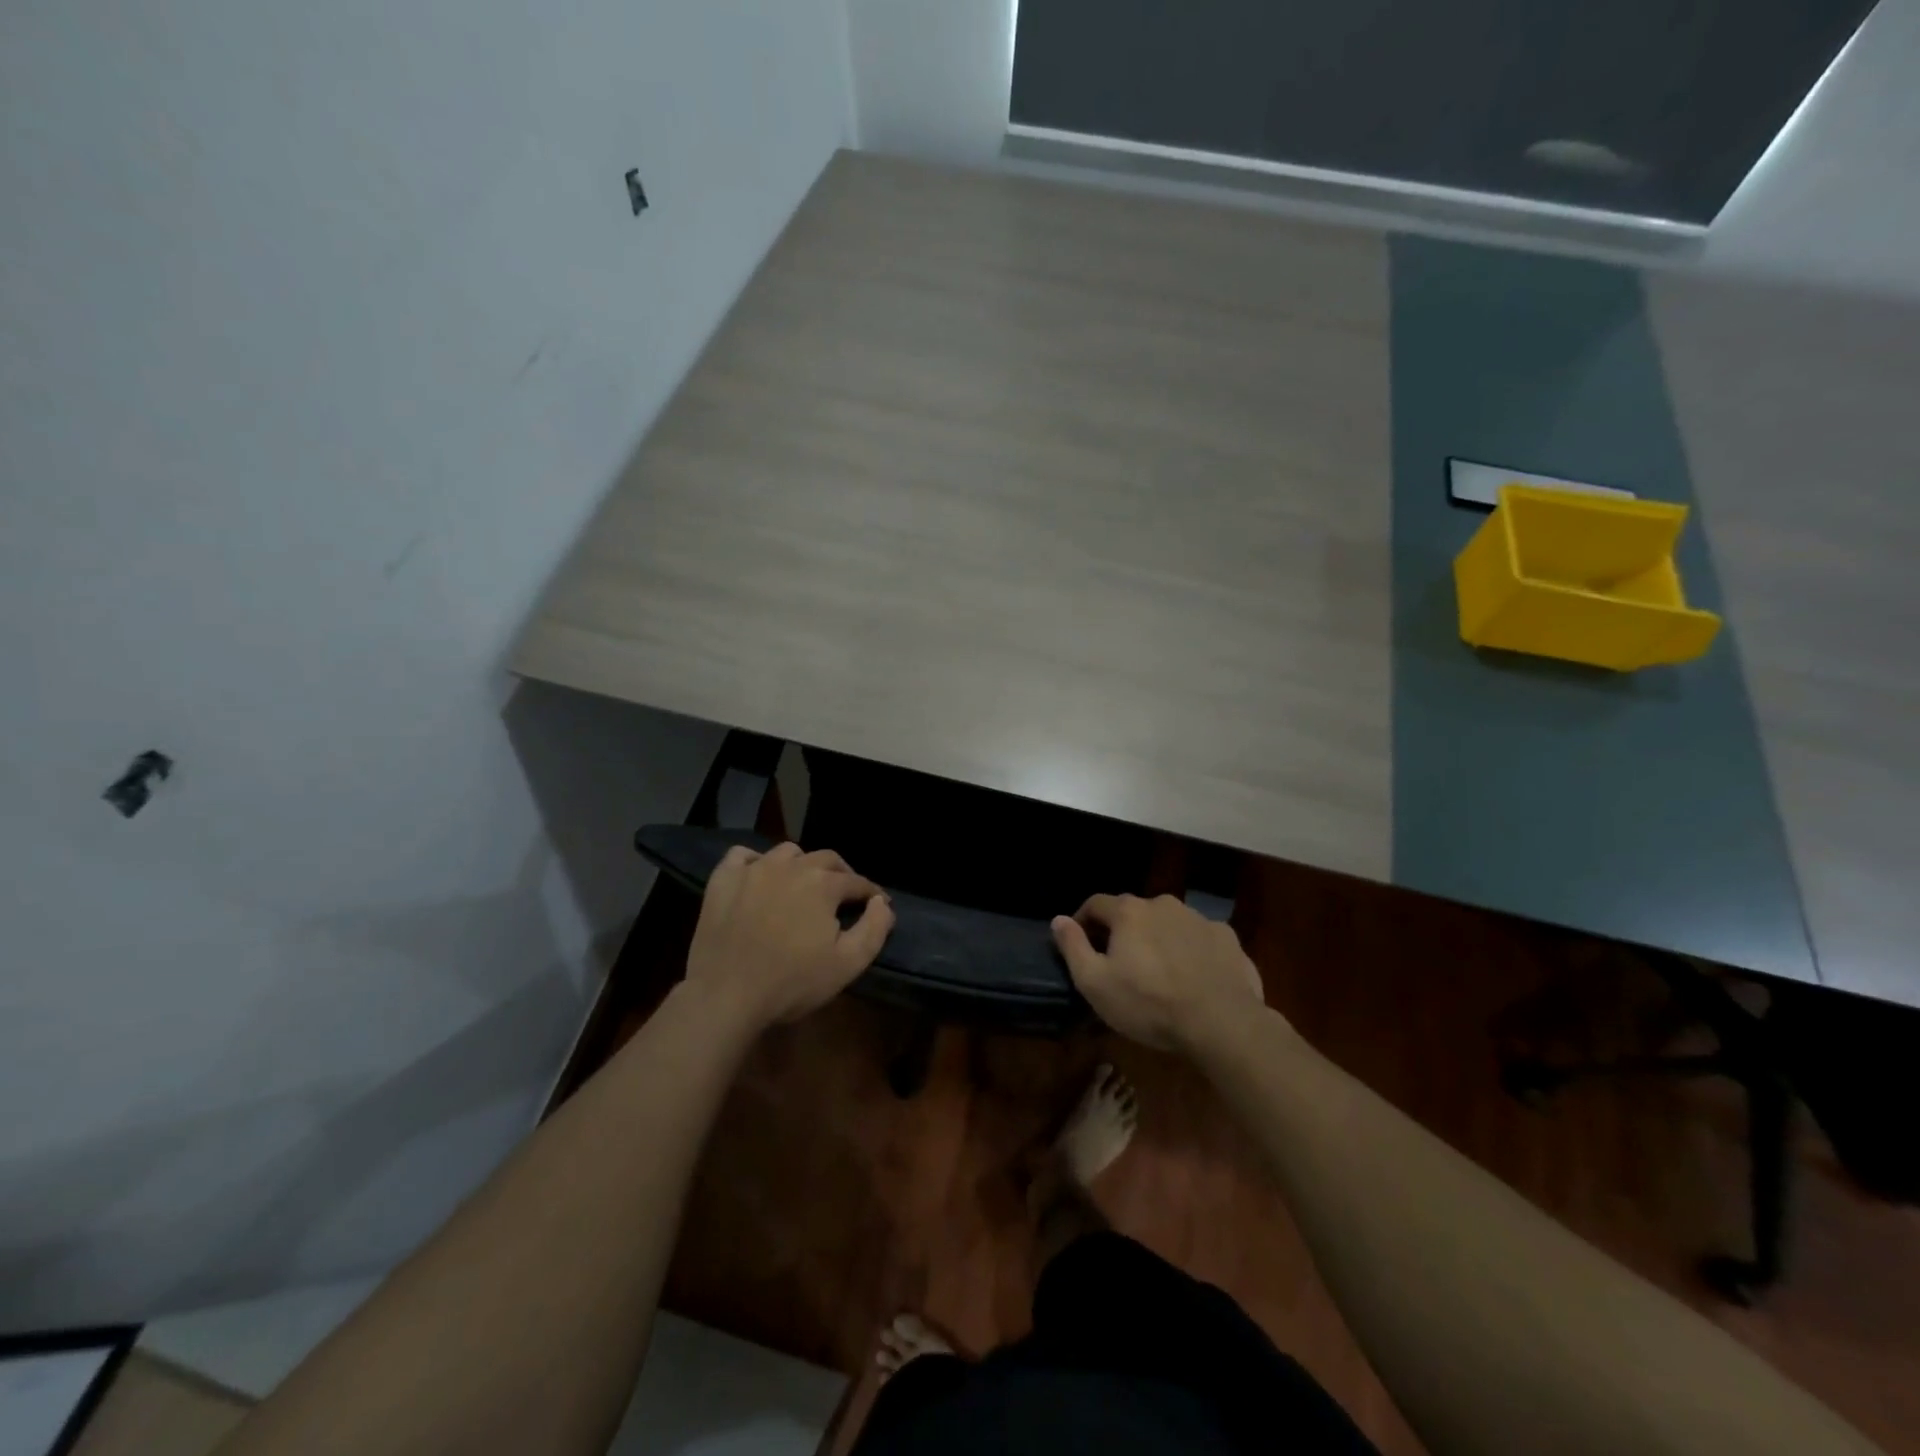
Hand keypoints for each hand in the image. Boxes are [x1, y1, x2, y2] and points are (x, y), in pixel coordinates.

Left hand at [683, 842, 894, 1034]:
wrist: (726, 995)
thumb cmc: (792, 983)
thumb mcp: (848, 964)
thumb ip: (874, 929)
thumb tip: (882, 903)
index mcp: (824, 884)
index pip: (857, 882)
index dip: (871, 893)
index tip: (876, 905)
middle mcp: (792, 866)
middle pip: (826, 859)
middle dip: (841, 874)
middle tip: (843, 896)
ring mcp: (754, 869)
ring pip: (787, 853)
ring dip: (801, 865)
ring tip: (802, 886)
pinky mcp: (723, 879)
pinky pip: (742, 856)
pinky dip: (755, 862)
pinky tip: (758, 878)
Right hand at [1052, 894, 1266, 1054]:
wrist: (1222, 1022)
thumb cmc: (1149, 1004)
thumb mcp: (1095, 983)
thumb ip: (1073, 947)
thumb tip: (1058, 919)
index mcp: (1129, 912)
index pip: (1095, 904)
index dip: (1083, 922)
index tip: (1080, 944)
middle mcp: (1163, 904)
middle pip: (1134, 912)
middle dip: (1123, 932)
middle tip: (1120, 964)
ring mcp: (1199, 919)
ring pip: (1168, 923)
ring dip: (1158, 939)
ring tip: (1159, 973)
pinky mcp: (1227, 938)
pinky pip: (1199, 939)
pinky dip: (1191, 951)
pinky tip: (1193, 978)